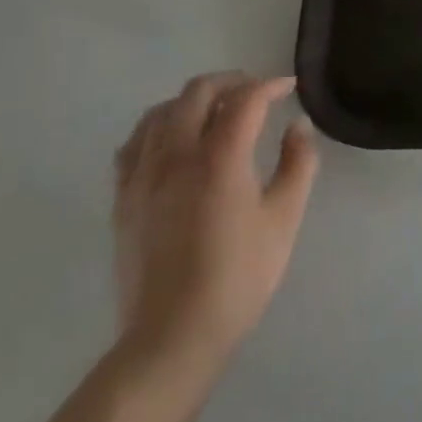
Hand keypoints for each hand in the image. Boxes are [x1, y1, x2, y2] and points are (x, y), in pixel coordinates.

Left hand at [112, 73, 319, 389]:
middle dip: (230, 82)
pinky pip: (134, 144)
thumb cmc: (237, 278)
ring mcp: (143, 176)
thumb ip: (298, 164)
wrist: (172, 339)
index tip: (288, 88)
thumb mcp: (284, 220)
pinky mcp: (123, 199)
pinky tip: (171, 142)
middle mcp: (177, 155)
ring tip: (214, 112)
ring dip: (192, 101)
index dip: (270, 86)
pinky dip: (157, 128)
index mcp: (220, 157)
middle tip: (254, 93)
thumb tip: (297, 127)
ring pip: (162, 111)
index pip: (246, 99)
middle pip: (198, 92)